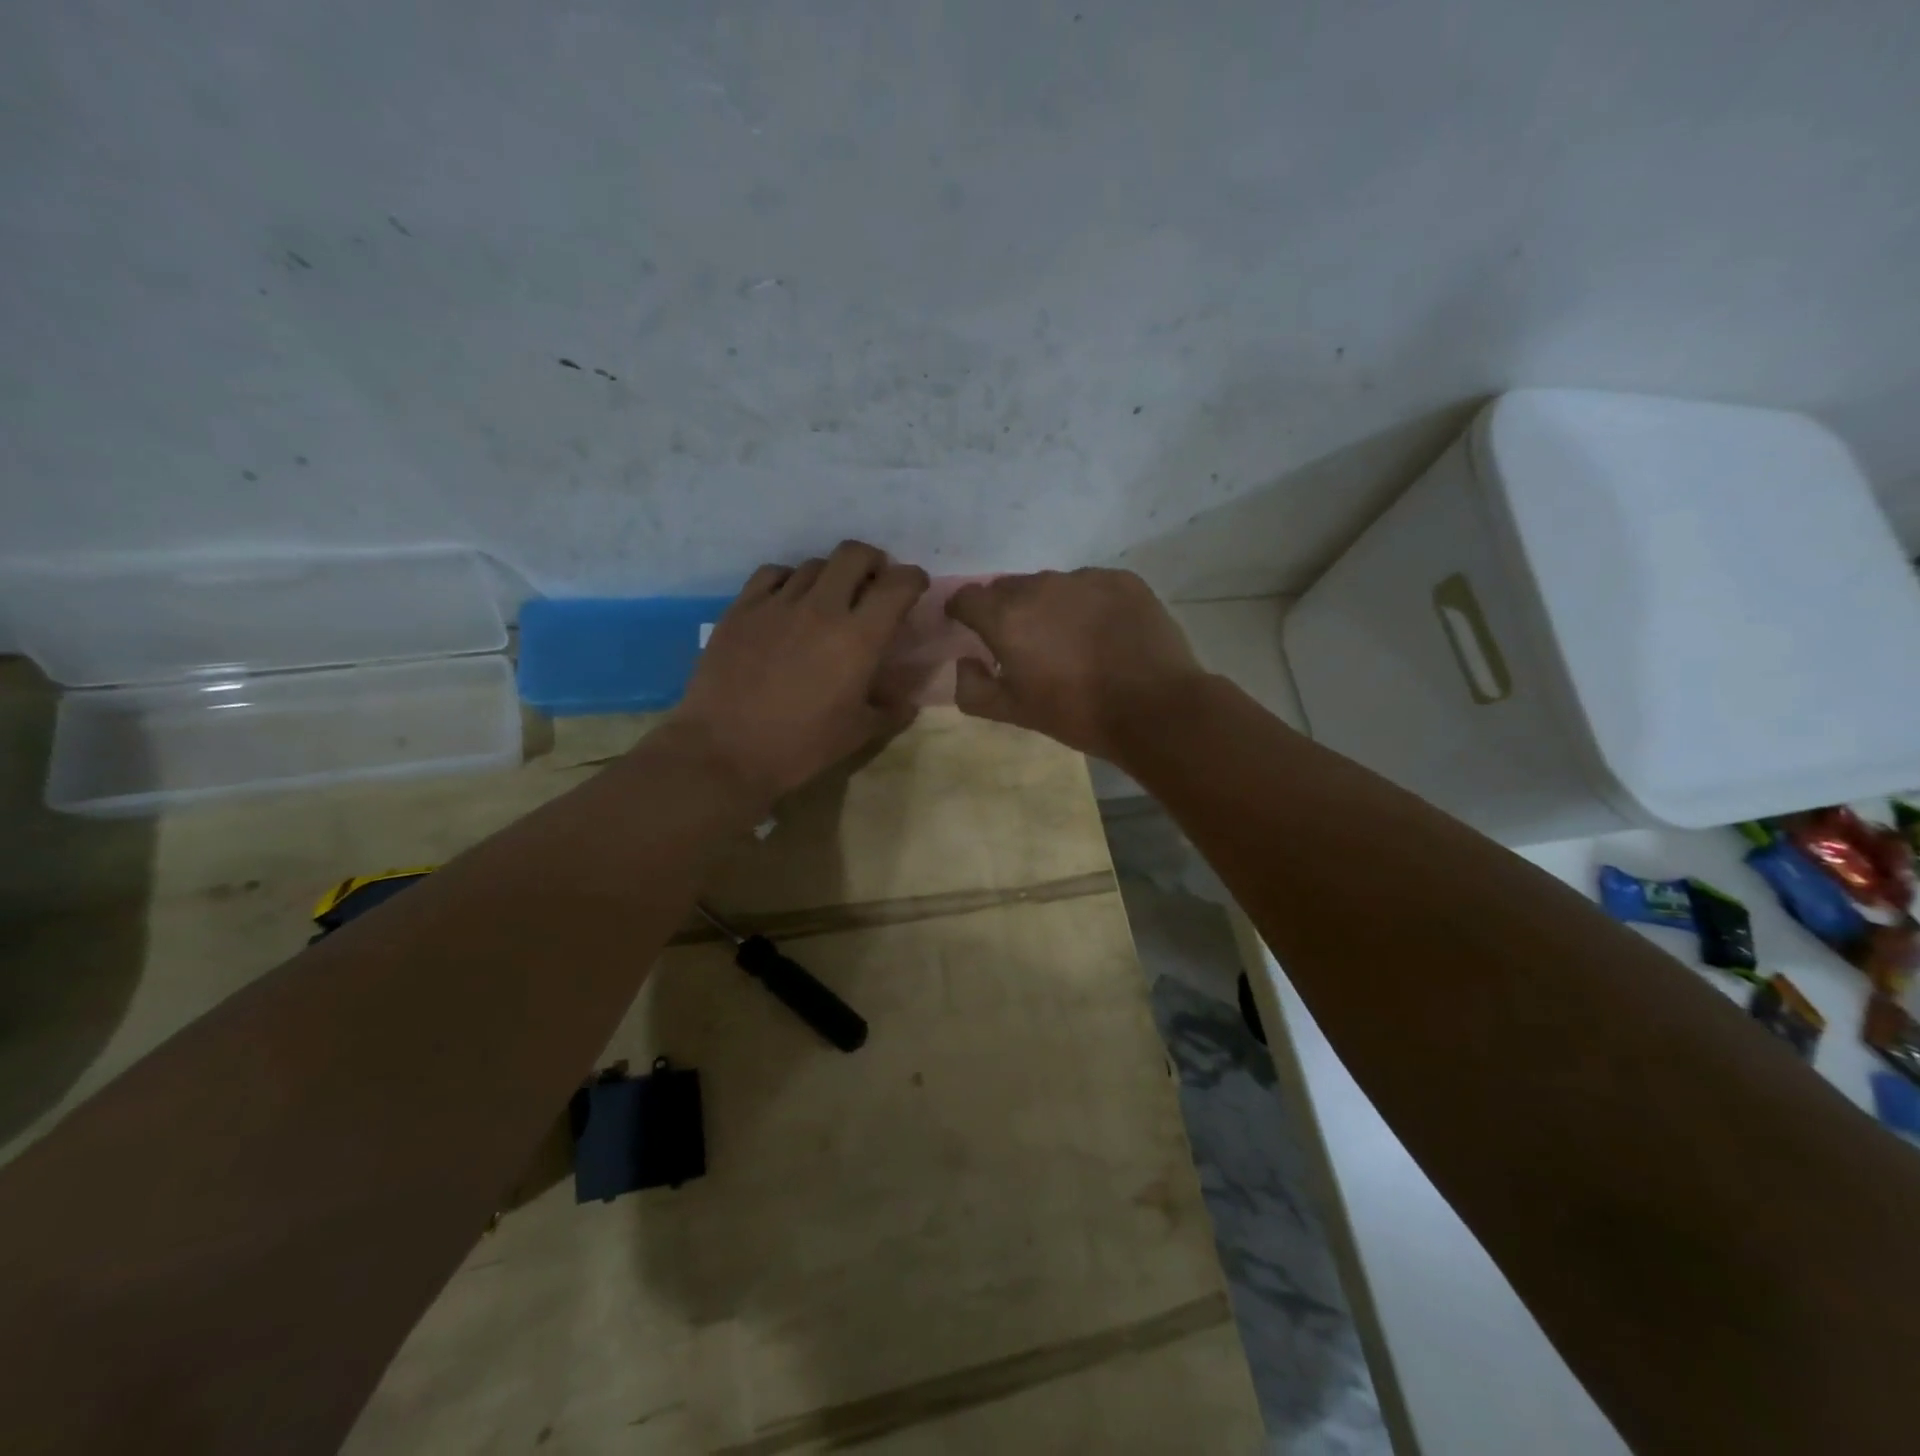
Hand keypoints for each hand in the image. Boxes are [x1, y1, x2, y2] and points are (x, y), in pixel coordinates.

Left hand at [668, 541, 929, 798]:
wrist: (724, 751)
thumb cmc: (800, 747)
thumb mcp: (858, 734)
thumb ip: (890, 710)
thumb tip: (907, 701)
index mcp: (859, 638)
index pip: (898, 585)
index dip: (913, 579)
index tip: (914, 587)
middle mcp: (821, 608)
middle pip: (854, 554)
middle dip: (872, 562)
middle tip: (872, 585)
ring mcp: (777, 603)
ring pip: (814, 563)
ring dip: (831, 575)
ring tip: (829, 599)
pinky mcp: (741, 608)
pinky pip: (772, 574)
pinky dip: (789, 580)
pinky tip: (787, 602)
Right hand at [943, 569, 1208, 759]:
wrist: (1154, 708)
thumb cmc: (1076, 713)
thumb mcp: (1013, 713)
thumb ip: (972, 688)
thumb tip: (965, 662)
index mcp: (1006, 617)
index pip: (967, 597)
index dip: (963, 612)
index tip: (969, 628)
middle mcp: (1041, 586)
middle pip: (1008, 588)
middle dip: (1006, 611)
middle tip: (1024, 644)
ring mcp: (1085, 578)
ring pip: (1051, 585)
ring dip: (1049, 606)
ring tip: (1069, 639)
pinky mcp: (1122, 580)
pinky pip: (1090, 585)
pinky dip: (1087, 603)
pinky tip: (1103, 633)